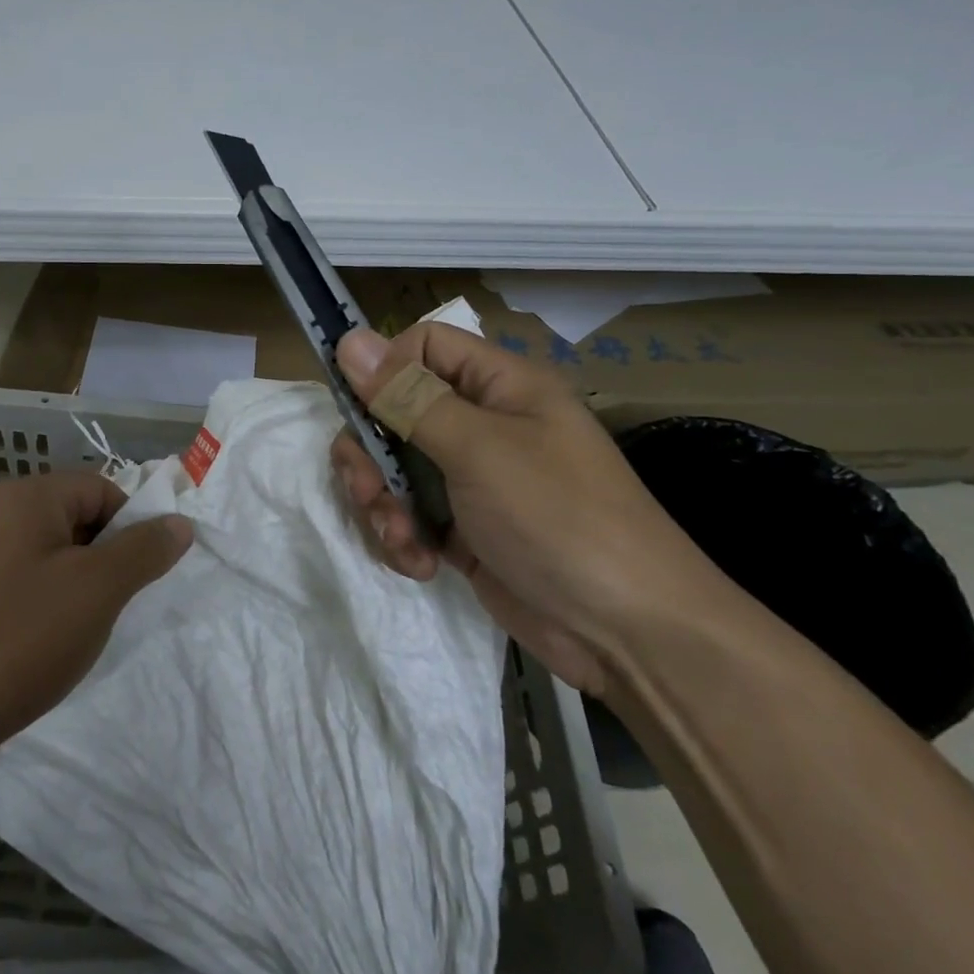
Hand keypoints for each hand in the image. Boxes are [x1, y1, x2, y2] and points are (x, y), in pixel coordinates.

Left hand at [0, 472, 192, 762]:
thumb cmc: (14, 639)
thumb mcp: (94, 592)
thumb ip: (142, 551)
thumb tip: (179, 522)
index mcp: (27, 497)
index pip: (102, 489)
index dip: (132, 529)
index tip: (138, 581)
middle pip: (75, 521)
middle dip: (103, 564)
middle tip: (109, 613)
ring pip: (49, 559)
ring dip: (74, 593)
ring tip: (75, 639)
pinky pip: (19, 587)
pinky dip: (41, 612)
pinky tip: (39, 652)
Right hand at [331, 324, 719, 693]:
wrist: (626, 633)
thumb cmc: (558, 518)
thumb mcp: (478, 450)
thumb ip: (407, 396)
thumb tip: (348, 339)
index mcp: (498, 387)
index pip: (423, 347)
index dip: (384, 369)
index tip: (359, 409)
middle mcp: (481, 424)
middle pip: (393, 412)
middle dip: (369, 454)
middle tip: (368, 490)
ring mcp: (469, 478)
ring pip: (391, 467)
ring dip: (381, 503)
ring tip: (399, 539)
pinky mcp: (460, 528)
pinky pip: (406, 514)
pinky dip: (401, 537)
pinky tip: (420, 564)